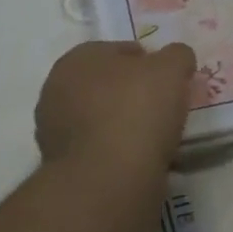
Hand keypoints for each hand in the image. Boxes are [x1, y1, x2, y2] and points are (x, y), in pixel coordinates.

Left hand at [36, 40, 195, 172]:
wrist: (107, 180)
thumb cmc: (136, 111)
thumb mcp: (171, 69)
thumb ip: (177, 56)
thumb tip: (177, 59)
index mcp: (78, 59)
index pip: (122, 51)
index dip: (151, 63)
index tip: (172, 82)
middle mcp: (57, 89)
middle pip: (108, 85)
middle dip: (133, 94)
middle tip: (165, 109)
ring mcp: (55, 130)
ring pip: (102, 119)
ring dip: (124, 125)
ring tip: (156, 140)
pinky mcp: (62, 166)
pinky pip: (99, 150)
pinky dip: (117, 152)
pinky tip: (140, 161)